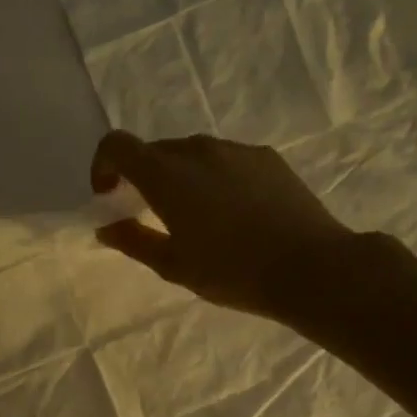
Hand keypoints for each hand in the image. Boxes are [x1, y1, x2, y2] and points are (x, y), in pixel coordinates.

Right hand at [91, 131, 352, 318]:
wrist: (312, 267)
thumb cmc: (233, 271)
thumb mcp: (173, 265)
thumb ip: (133, 241)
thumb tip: (107, 227)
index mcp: (166, 174)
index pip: (117, 144)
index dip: (103, 165)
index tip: (110, 196)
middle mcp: (197, 149)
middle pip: (154, 150)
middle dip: (142, 176)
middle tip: (151, 214)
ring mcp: (235, 149)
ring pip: (191, 153)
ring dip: (180, 176)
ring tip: (198, 216)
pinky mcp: (266, 157)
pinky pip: (225, 159)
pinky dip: (214, 177)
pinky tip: (234, 212)